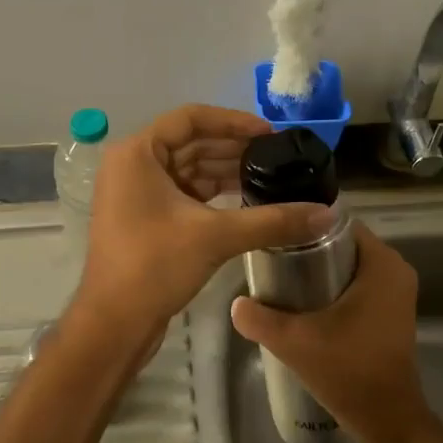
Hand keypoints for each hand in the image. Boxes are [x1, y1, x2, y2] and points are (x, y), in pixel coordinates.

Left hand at [71, 105, 331, 346]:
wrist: (114, 324)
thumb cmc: (154, 266)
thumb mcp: (216, 237)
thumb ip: (272, 220)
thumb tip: (327, 214)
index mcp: (137, 153)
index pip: (191, 118)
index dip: (234, 122)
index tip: (271, 134)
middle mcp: (133, 164)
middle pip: (191, 142)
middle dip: (235, 148)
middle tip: (279, 158)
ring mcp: (136, 191)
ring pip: (189, 168)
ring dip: (227, 171)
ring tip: (271, 178)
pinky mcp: (145, 216)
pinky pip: (184, 191)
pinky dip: (214, 193)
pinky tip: (247, 200)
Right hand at [230, 224, 438, 442]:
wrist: (387, 420)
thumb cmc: (347, 371)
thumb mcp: (294, 342)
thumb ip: (259, 319)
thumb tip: (236, 303)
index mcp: (382, 264)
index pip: (339, 224)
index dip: (305, 226)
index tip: (275, 236)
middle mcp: (396, 271)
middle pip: (343, 244)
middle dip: (309, 249)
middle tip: (273, 260)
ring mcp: (397, 293)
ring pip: (350, 266)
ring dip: (319, 271)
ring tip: (282, 281)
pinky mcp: (392, 313)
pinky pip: (359, 285)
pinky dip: (334, 288)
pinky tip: (304, 304)